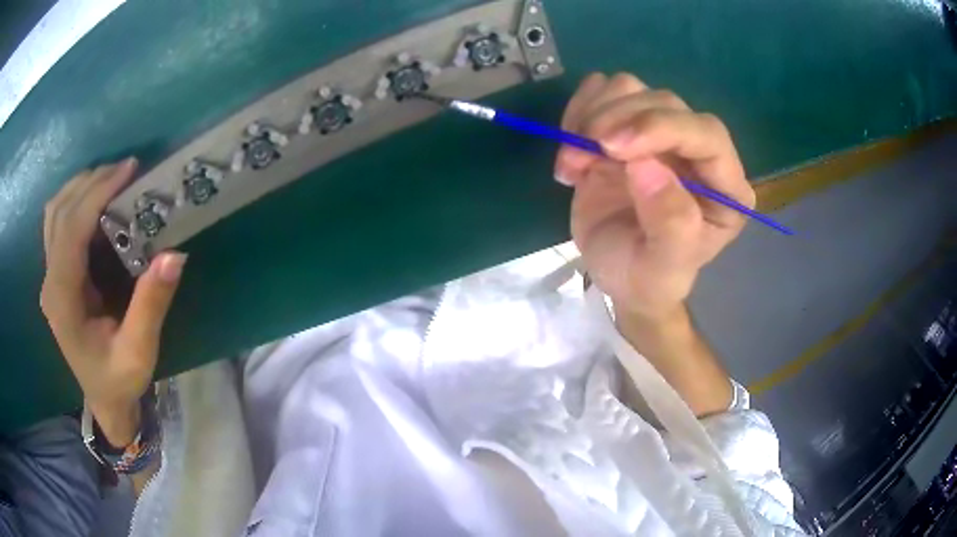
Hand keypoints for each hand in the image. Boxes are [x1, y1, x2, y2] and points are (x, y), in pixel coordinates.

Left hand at [41, 159, 186, 445]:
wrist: (103, 399)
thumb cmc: (119, 381)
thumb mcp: (139, 353)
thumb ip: (151, 306)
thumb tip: (174, 255)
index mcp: (63, 300)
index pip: (71, 229)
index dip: (97, 193)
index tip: (129, 170)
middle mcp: (49, 282)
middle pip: (59, 211)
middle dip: (92, 182)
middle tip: (126, 170)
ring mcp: (49, 277)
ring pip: (54, 212)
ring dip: (81, 186)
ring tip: (112, 179)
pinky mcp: (55, 274)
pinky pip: (56, 222)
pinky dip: (74, 200)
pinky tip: (94, 200)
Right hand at [555, 73, 753, 320]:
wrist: (618, 274)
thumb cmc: (646, 278)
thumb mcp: (661, 268)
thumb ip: (671, 225)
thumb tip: (646, 165)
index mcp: (726, 187)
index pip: (707, 134)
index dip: (661, 127)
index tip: (611, 146)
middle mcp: (699, 151)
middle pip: (664, 102)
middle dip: (616, 121)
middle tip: (578, 158)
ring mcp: (661, 134)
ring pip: (631, 88)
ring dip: (592, 116)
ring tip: (573, 162)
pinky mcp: (627, 127)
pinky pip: (603, 91)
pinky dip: (579, 109)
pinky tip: (572, 146)